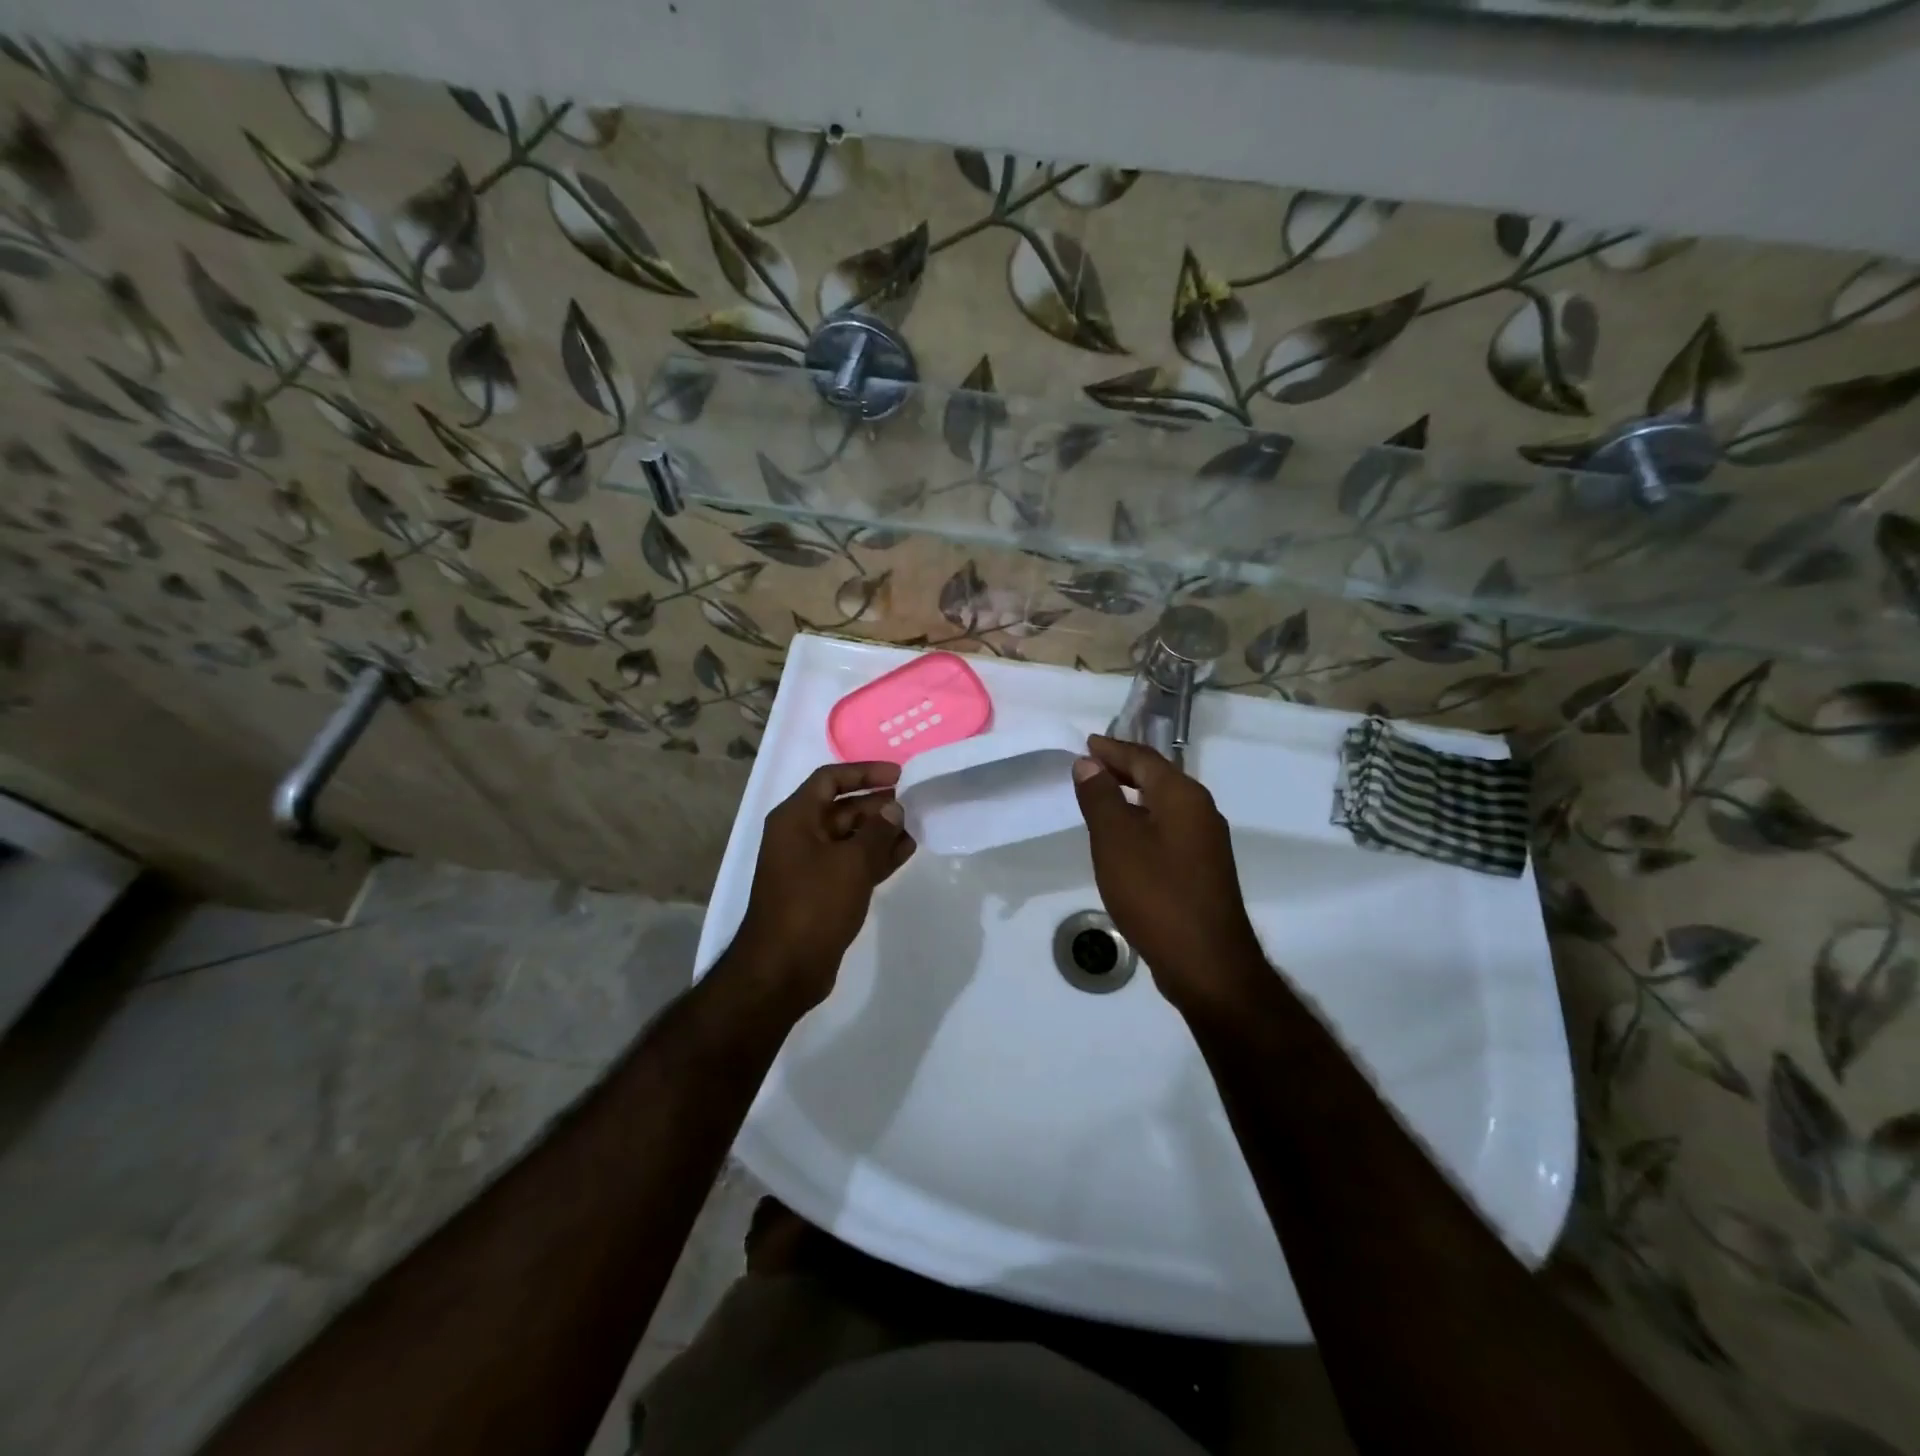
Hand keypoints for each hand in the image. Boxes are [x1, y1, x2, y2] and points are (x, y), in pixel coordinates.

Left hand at [727, 761, 915, 1011]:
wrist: (783, 969)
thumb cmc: (813, 904)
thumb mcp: (851, 863)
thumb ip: (877, 831)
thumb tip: (893, 809)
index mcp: (795, 818)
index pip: (830, 779)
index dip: (864, 772)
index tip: (899, 775)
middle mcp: (799, 836)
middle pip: (841, 808)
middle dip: (876, 804)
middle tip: (913, 803)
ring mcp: (809, 865)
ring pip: (849, 837)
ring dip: (880, 831)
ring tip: (916, 828)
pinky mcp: (820, 892)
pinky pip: (851, 863)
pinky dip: (875, 857)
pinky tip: (905, 852)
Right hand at [1072, 734, 1266, 1012]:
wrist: (1206, 963)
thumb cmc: (1156, 894)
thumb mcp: (1116, 842)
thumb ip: (1100, 798)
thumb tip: (1089, 763)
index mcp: (1183, 797)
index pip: (1144, 759)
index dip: (1113, 750)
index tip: (1086, 743)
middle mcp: (1201, 812)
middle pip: (1159, 778)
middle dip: (1124, 769)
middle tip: (1090, 765)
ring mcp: (1206, 843)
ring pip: (1164, 806)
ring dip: (1133, 797)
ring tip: (1102, 797)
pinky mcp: (1203, 871)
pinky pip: (1168, 830)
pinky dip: (1143, 823)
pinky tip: (1126, 840)